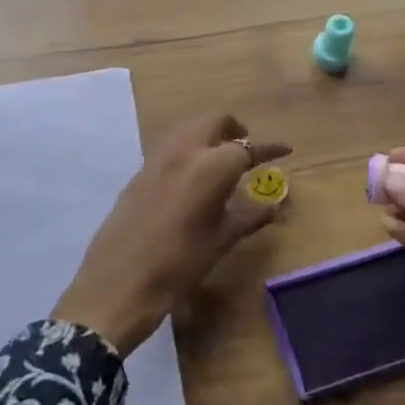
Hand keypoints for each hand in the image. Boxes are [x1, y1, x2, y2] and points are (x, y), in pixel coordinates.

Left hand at [53, 112, 289, 356]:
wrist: (118, 283)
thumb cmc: (179, 266)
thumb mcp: (221, 241)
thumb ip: (250, 216)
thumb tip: (275, 205)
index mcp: (211, 167)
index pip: (247, 148)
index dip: (269, 148)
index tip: (285, 149)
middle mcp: (184, 151)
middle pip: (214, 121)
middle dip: (235, 129)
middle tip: (247, 150)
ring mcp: (157, 158)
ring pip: (189, 128)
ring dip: (209, 135)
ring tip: (221, 161)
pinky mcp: (139, 171)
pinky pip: (170, 146)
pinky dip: (188, 149)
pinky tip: (192, 176)